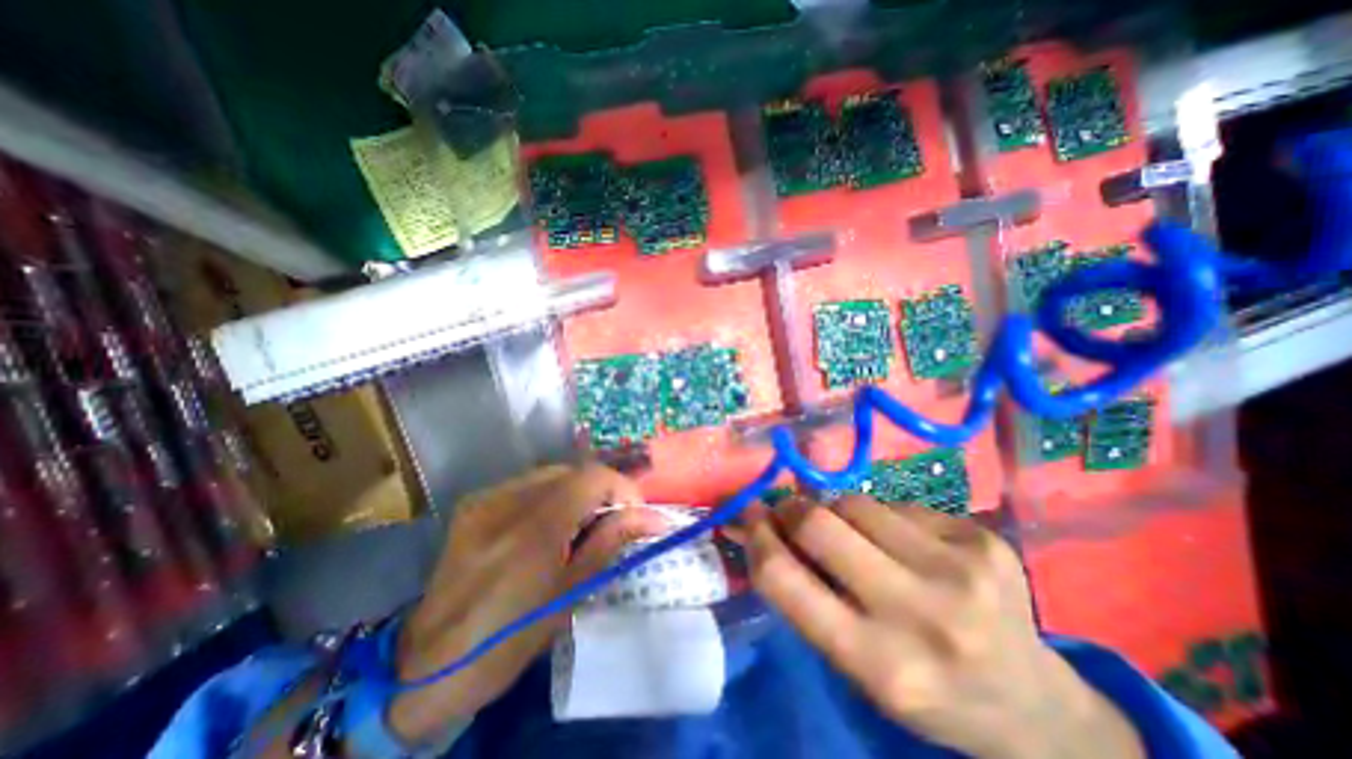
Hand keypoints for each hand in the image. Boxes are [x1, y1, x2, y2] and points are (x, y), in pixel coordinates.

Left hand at [387, 466, 665, 743]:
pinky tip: (548, 525)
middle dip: (601, 490)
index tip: (635, 512)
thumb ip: (612, 542)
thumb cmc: (511, 638)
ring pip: (550, 474)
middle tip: (611, 521)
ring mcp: (486, 498)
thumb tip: (655, 518)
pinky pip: (526, 484)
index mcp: (534, 528)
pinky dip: (550, 496)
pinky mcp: (474, 503)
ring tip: (581, 524)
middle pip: (573, 470)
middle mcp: (507, 501)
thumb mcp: (571, 592)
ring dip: (576, 492)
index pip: (592, 477)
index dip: (622, 488)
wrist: (429, 664)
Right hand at [744, 498, 1144, 757]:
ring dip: (836, 511)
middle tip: (788, 512)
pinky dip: (881, 517)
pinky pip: (897, 504)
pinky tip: (902, 543)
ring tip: (852, 535)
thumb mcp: (854, 664)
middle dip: (790, 509)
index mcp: (879, 664)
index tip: (745, 517)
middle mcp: (922, 613)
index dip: (755, 536)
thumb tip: (754, 527)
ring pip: (854, 503)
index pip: (784, 579)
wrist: (1034, 706)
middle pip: (818, 523)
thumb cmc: (925, 689)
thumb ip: (802, 593)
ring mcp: (960, 568)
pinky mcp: (983, 538)